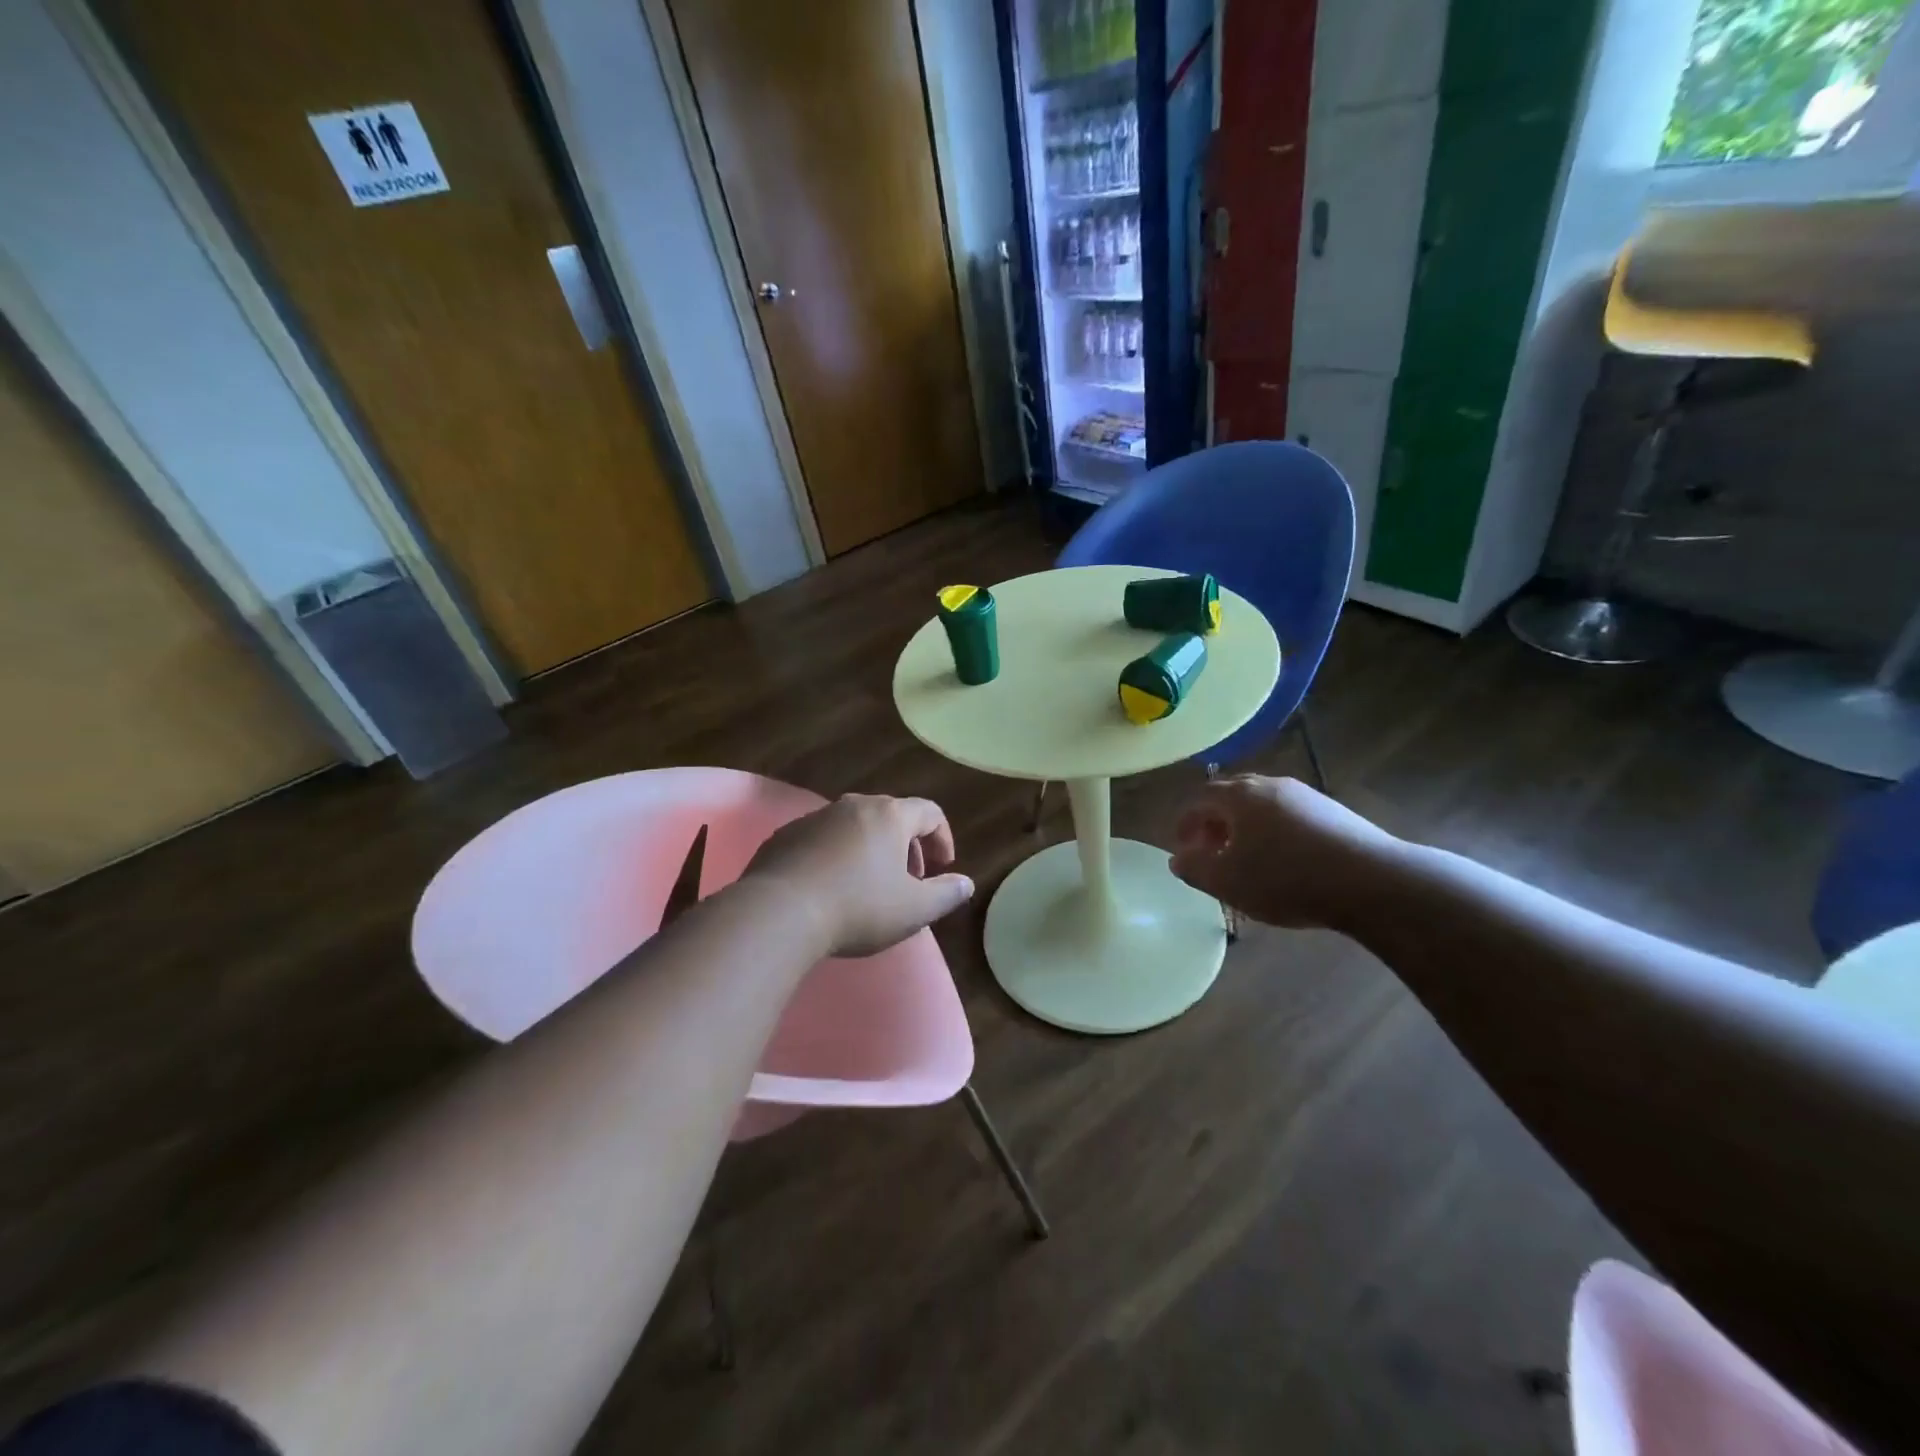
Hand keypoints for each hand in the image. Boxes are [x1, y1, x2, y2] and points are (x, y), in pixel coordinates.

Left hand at [744, 794, 974, 957]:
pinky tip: (829, 889)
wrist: (779, 913)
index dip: (942, 838)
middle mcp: (853, 806)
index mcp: (889, 815)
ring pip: (854, 827)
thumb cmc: (858, 907)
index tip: (942, 868)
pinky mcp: (785, 836)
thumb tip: (965, 883)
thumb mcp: (914, 910)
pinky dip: (836, 857)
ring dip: (870, 851)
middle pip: (891, 816)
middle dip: (906, 847)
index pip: (929, 812)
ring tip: (868, 888)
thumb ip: (946, 894)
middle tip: (908, 882)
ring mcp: (815, 818)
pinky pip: (822, 840)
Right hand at [1170, 775, 1402, 929]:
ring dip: (1246, 827)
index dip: (1185, 822)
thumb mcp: (1227, 881)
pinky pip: (1289, 816)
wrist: (1371, 881)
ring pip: (1262, 805)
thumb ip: (1194, 868)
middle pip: (1231, 796)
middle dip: (1215, 822)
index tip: (1182, 847)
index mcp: (1239, 796)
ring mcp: (1305, 795)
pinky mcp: (1333, 812)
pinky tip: (1284, 861)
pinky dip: (1274, 832)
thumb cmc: (1286, 878)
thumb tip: (1178, 858)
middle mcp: (1270, 785)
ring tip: (1247, 858)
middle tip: (1211, 850)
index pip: (1199, 799)